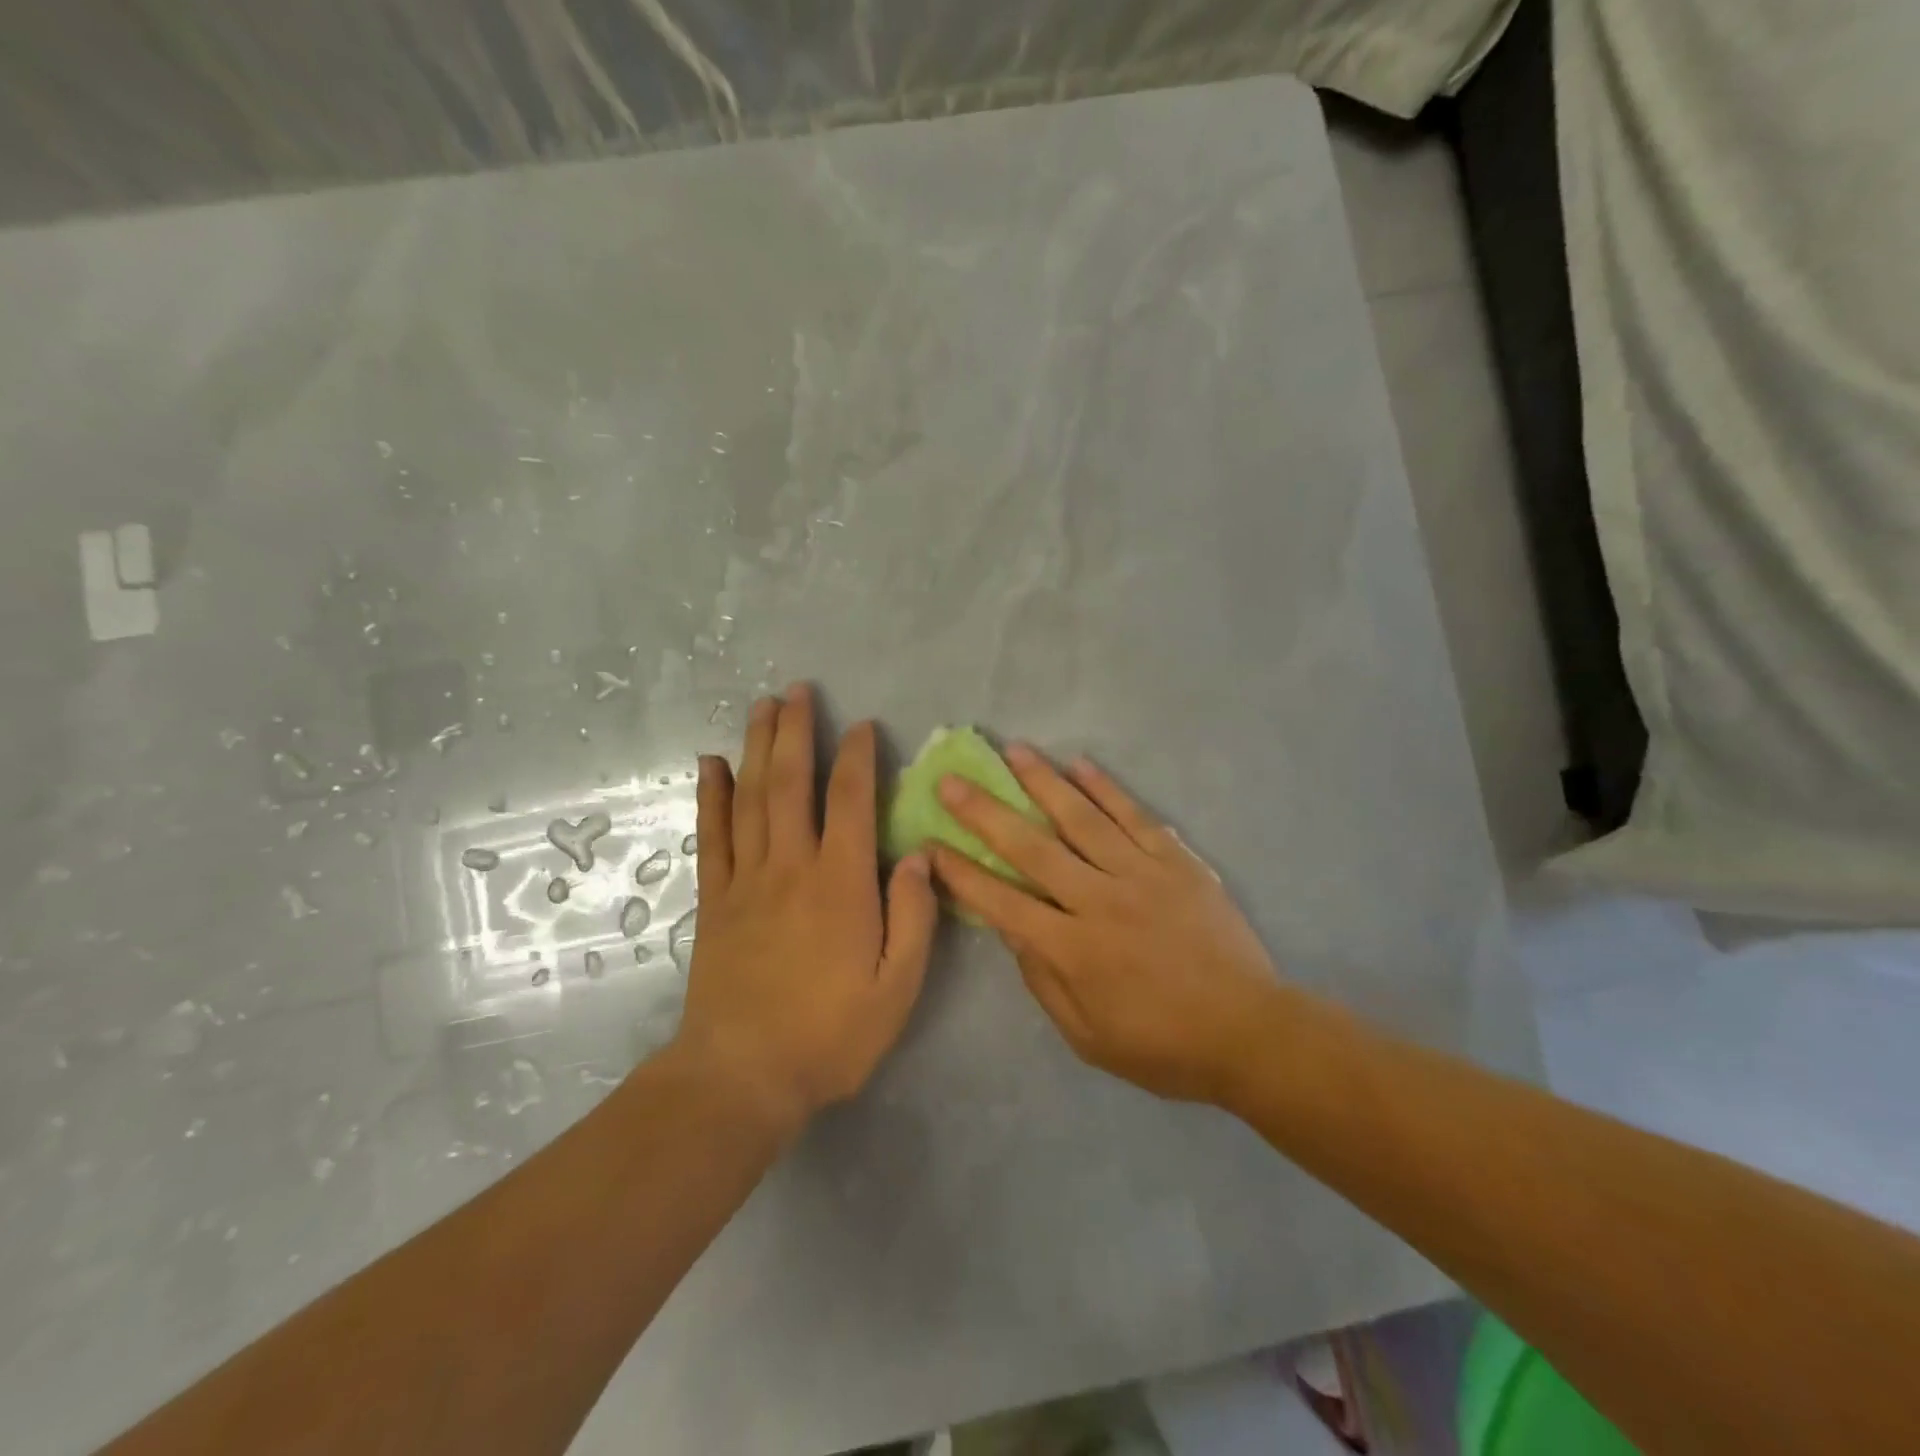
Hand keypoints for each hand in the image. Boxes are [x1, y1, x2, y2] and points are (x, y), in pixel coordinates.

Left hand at [674, 686, 937, 1126]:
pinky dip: (711, 796)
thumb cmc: (830, 1035)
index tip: (862, 725)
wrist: (742, 1078)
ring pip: (752, 798)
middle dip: (797, 732)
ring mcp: (746, 881)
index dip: (857, 757)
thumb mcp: (897, 988)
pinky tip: (711, 763)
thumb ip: (913, 917)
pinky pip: (712, 836)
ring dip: (758, 747)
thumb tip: (921, 856)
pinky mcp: (715, 901)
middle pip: (792, 784)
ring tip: (762, 706)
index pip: (851, 802)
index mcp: (841, 885)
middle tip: (798, 690)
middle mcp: (791, 867)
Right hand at [930, 746, 1284, 1104]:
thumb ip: (1044, 980)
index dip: (962, 874)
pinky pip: (1135, 816)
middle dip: (985, 813)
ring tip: (1013, 751)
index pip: (1002, 902)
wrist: (1249, 1032)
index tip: (930, 845)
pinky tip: (1080, 764)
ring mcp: (1140, 874)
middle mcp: (1099, 901)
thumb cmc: (1162, 1046)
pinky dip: (1106, 788)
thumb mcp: (1088, 1037)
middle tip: (953, 781)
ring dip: (1042, 782)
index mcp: (1073, 950)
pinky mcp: (1176, 861)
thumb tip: (1011, 929)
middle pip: (1031, 848)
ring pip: (1081, 818)